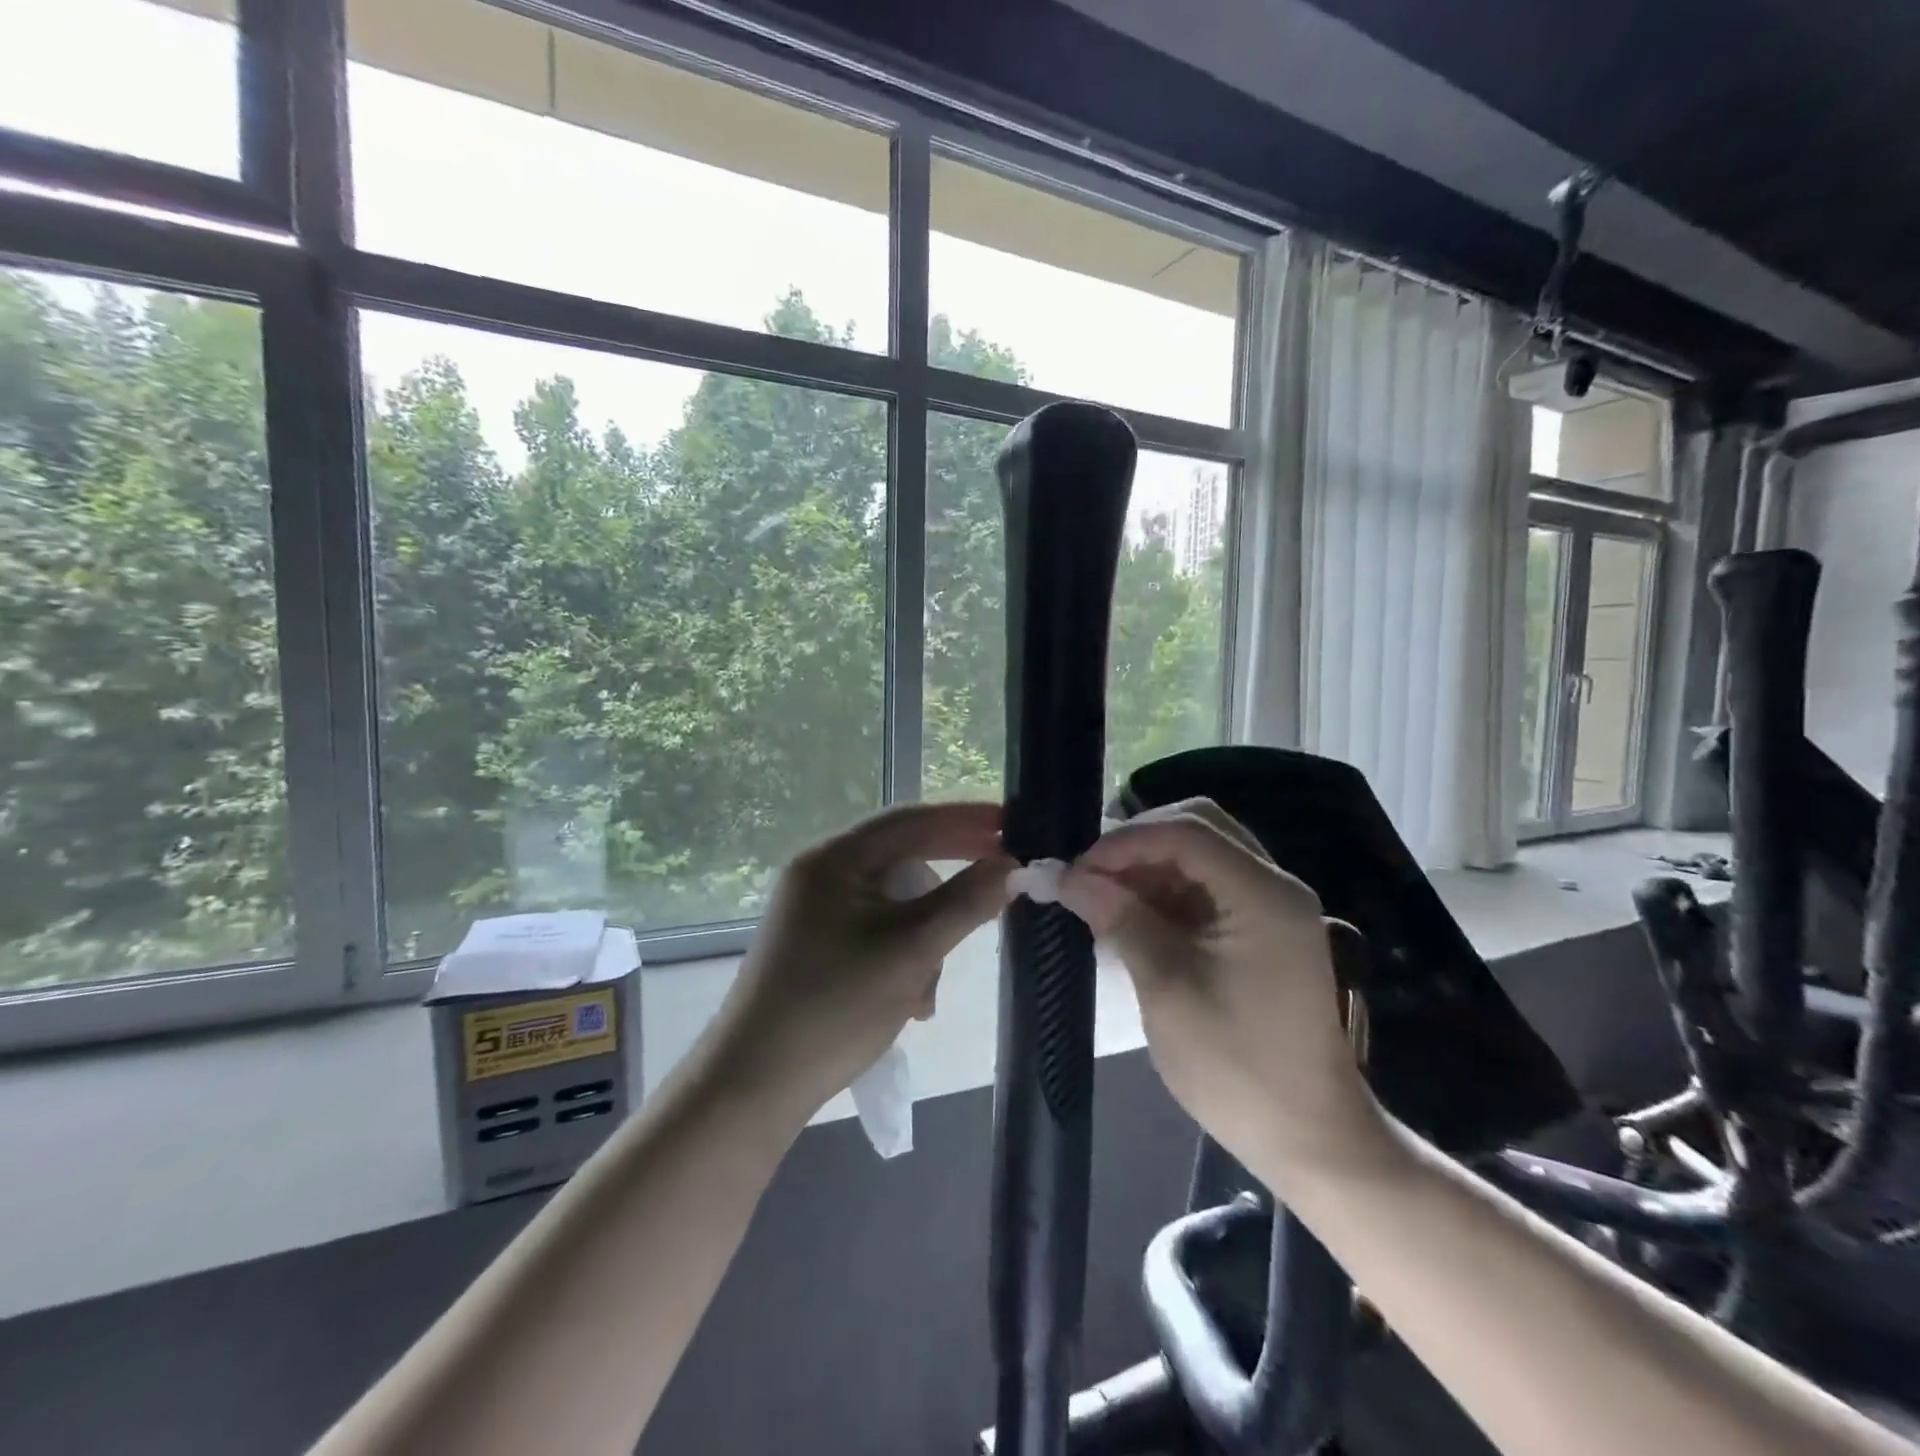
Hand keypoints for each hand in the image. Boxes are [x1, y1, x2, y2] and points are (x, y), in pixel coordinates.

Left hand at [715, 803, 1013, 1110]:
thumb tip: (1011, 865)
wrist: (753, 1087)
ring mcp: (815, 913)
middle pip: (902, 859)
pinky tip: (912, 1001)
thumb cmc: (835, 1007)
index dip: (966, 819)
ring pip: (894, 903)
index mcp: (833, 859)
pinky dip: (904, 956)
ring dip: (926, 935)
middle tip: (1003, 882)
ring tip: (930, 988)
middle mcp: (821, 875)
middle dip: (950, 885)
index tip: (1013, 824)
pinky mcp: (817, 947)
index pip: (911, 820)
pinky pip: (877, 932)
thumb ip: (966, 902)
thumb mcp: (911, 950)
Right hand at [1057, 798, 1387, 1183]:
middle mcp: (1273, 886)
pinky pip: (1205, 888)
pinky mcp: (1259, 930)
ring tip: (1100, 900)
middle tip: (1089, 876)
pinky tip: (1129, 920)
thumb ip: (1120, 919)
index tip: (1076, 870)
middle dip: (1136, 846)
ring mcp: (1269, 907)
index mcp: (1263, 894)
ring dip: (1147, 870)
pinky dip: (1163, 895)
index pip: (1186, 832)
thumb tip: (1065, 877)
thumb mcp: (1167, 988)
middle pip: (1198, 829)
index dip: (1124, 843)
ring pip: (1199, 856)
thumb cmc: (1236, 1066)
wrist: (1309, 1138)